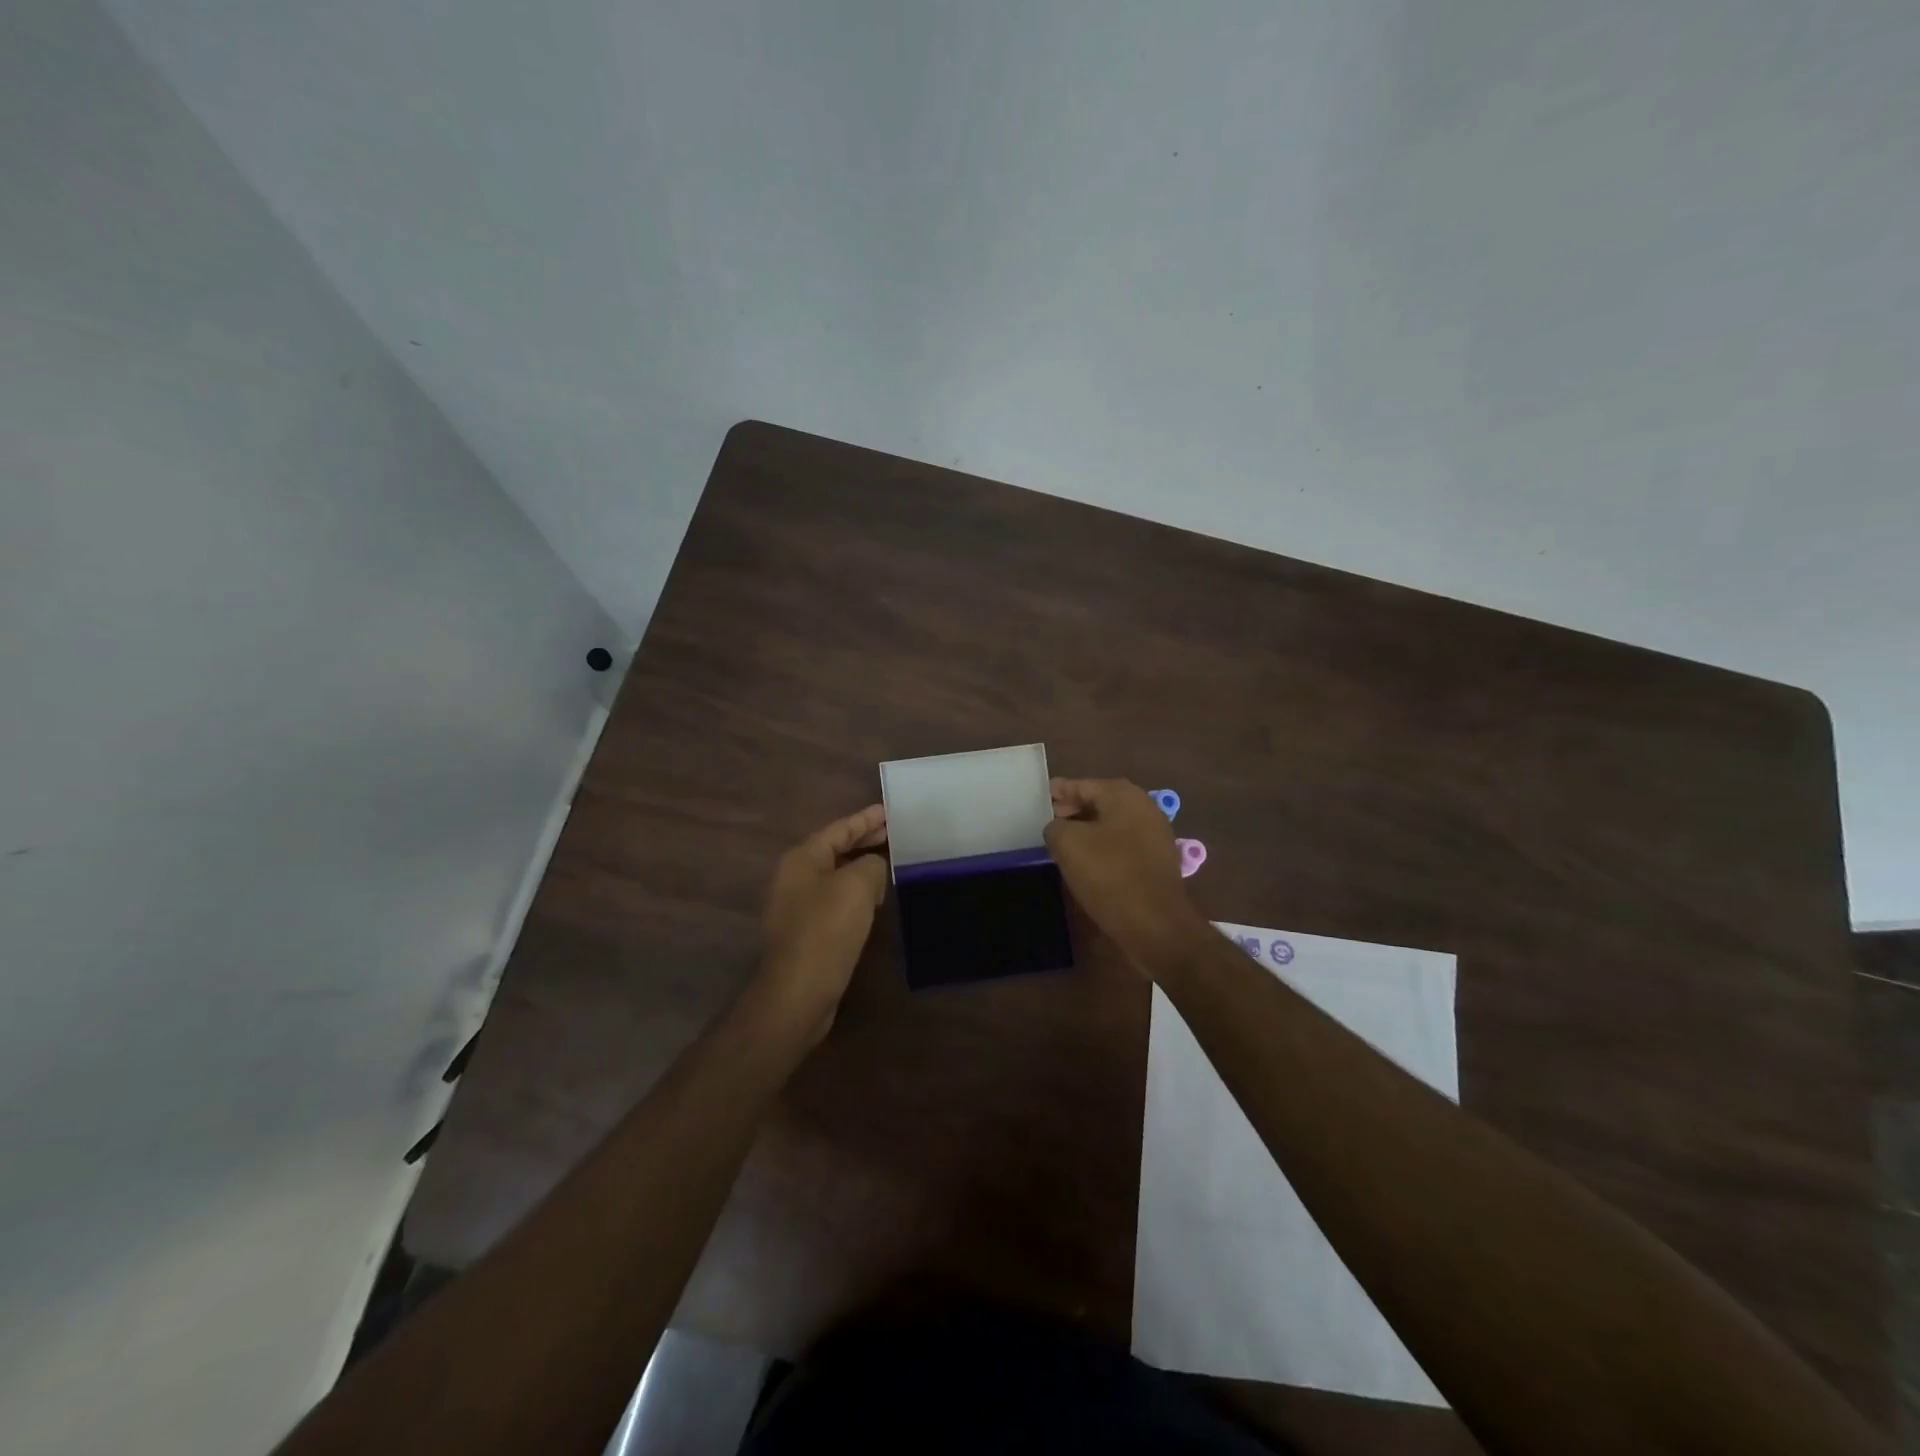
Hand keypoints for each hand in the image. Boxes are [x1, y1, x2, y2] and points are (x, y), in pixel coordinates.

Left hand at [755, 804, 889, 1038]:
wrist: (798, 993)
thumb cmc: (826, 931)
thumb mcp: (858, 886)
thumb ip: (871, 865)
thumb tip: (873, 869)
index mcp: (801, 859)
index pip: (838, 829)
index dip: (865, 819)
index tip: (889, 812)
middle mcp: (793, 878)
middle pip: (833, 849)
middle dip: (863, 841)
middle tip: (892, 834)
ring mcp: (796, 907)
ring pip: (834, 875)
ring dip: (860, 868)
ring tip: (888, 863)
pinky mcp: (805, 932)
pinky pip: (834, 900)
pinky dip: (855, 893)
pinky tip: (874, 901)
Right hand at [1045, 778, 1209, 971]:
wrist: (1156, 925)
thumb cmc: (1110, 875)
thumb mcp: (1068, 844)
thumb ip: (1055, 826)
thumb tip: (1058, 828)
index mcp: (1123, 795)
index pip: (1081, 785)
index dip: (1057, 792)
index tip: (1036, 800)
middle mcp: (1143, 807)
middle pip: (1098, 802)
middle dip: (1071, 810)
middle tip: (1044, 822)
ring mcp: (1154, 834)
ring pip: (1110, 825)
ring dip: (1086, 831)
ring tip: (1060, 844)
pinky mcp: (1156, 861)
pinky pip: (1121, 845)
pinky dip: (1102, 848)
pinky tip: (1085, 863)